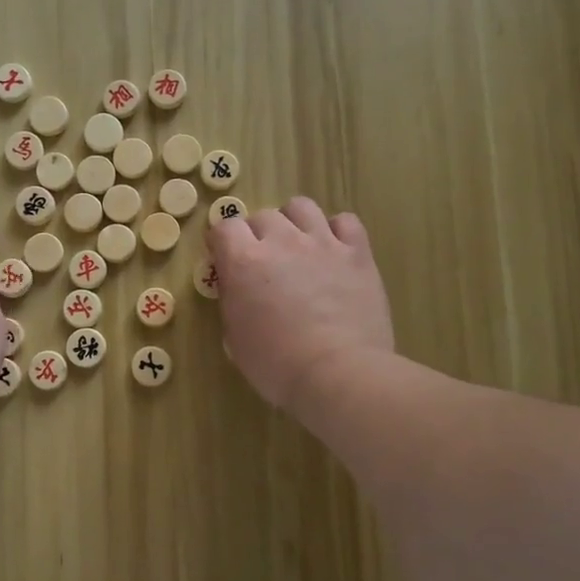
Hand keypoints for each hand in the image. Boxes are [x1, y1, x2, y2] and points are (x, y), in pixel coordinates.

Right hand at [206, 196, 394, 411]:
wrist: (337, 373)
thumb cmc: (276, 365)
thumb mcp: (235, 338)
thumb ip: (233, 302)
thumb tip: (238, 289)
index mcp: (244, 262)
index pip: (224, 227)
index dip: (222, 242)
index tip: (224, 258)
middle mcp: (281, 241)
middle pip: (262, 216)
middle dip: (257, 234)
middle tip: (263, 261)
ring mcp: (322, 243)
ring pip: (301, 207)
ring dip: (293, 222)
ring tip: (297, 246)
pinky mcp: (357, 253)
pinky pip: (345, 221)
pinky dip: (336, 231)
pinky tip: (333, 251)